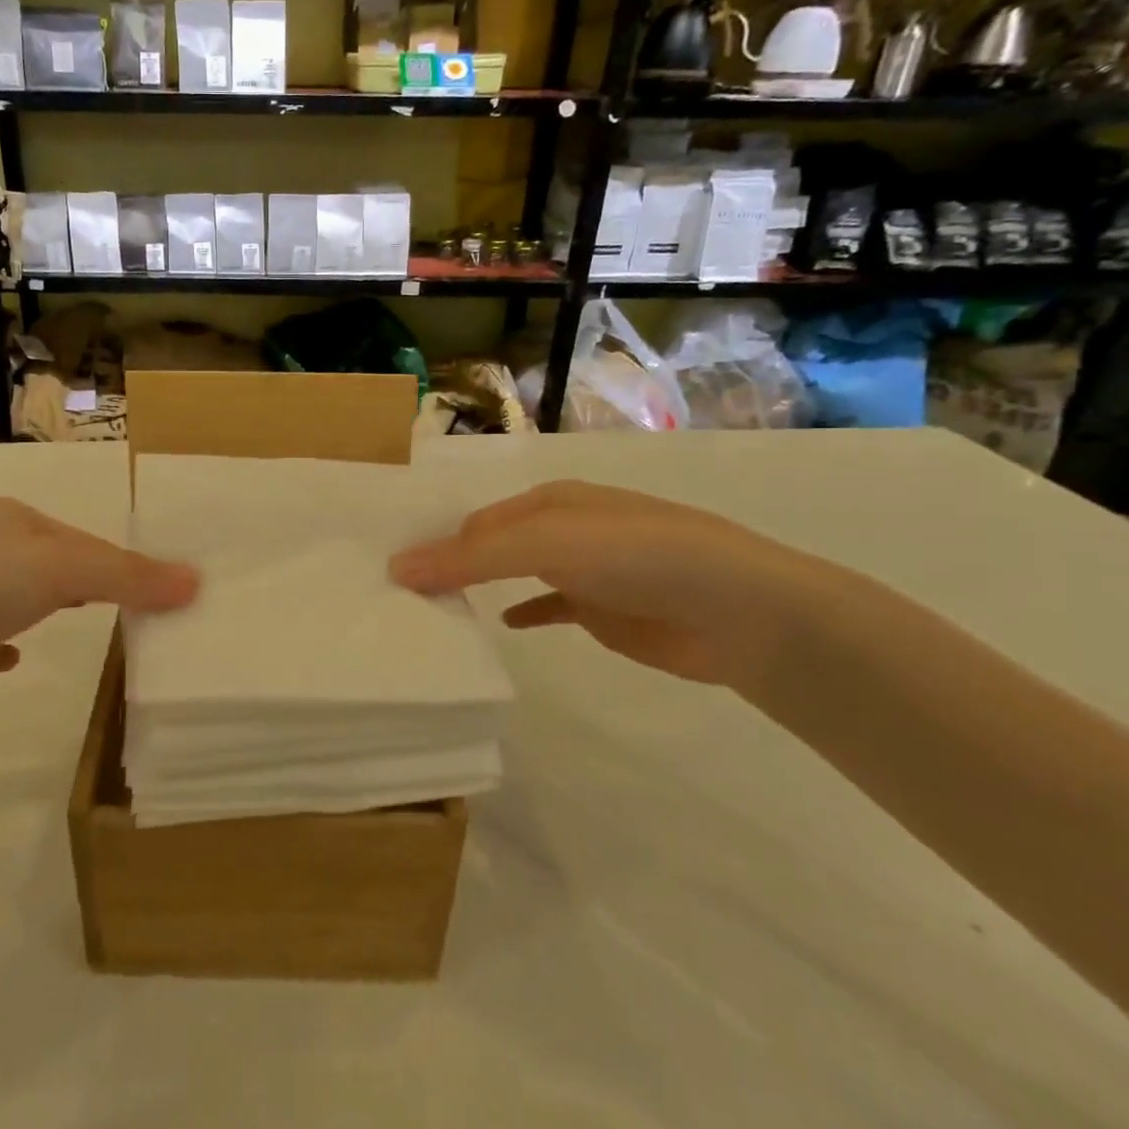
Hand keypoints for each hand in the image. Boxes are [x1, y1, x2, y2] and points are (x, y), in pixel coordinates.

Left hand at [0, 499, 197, 751]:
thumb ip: (125, 575)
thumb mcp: (52, 569)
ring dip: (65, 615)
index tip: (182, 595)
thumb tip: (196, 581)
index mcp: (9, 522)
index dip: (134, 566)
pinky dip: (13, 652)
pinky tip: (21, 661)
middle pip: (63, 571)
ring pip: (32, 607)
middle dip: (106, 589)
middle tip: (165, 618)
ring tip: (119, 639)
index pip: (90, 542)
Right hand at [389, 481, 838, 700]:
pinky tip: (504, 627)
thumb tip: (396, 566)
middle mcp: (561, 529)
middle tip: (398, 597)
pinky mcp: (603, 610)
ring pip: (512, 575)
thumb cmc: (638, 558)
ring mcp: (583, 570)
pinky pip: (548, 607)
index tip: (386, 572)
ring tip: (431, 613)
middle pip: (488, 545)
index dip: (431, 543)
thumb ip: (472, 557)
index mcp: (546, 501)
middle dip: (448, 565)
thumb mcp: (547, 544)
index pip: (471, 520)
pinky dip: (524, 613)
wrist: (742, 611)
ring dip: (478, 589)